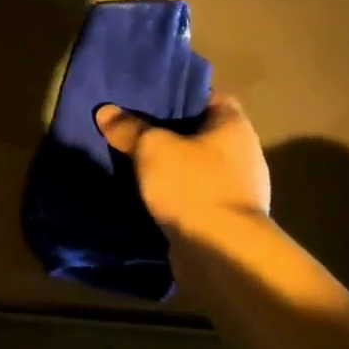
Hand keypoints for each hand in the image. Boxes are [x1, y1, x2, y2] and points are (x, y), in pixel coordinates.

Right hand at [95, 93, 270, 231]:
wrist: (221, 252)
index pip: (208, 97)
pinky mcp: (225, 219)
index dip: (178, 95)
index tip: (147, 99)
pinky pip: (193, 197)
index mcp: (234, 126)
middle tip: (131, 130)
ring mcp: (237, 189)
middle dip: (168, 134)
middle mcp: (242, 153)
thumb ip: (129, 128)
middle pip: (200, 134)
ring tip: (132, 164)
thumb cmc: (192, 186)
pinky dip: (174, 196)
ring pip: (195, 168)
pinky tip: (147, 197)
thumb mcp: (152, 149)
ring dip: (170, 169)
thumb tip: (106, 111)